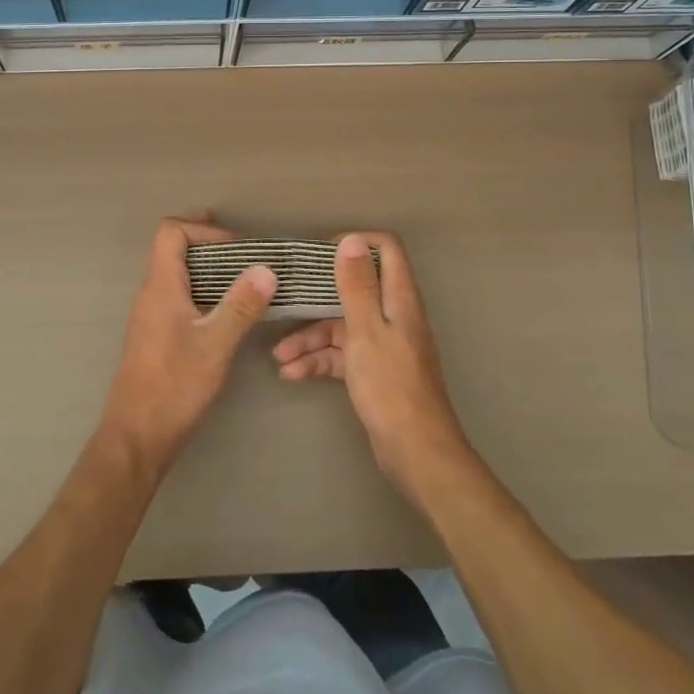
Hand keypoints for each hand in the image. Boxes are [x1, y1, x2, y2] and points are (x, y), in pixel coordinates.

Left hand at [99, 215, 276, 475]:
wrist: (137, 436)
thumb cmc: (174, 386)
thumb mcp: (215, 345)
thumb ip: (241, 305)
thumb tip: (266, 268)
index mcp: (160, 286)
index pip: (171, 232)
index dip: (202, 229)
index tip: (236, 246)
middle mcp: (151, 294)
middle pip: (173, 249)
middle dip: (209, 243)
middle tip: (246, 252)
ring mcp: (151, 315)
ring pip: (177, 274)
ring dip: (208, 269)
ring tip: (243, 278)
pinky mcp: (156, 335)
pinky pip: (179, 296)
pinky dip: (203, 291)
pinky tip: (226, 311)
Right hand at [272, 232, 476, 501]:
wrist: (416, 453)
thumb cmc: (391, 386)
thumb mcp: (366, 331)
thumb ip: (357, 286)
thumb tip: (351, 240)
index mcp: (399, 299)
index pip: (387, 249)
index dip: (356, 243)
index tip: (321, 253)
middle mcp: (393, 315)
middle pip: (355, 288)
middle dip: (318, 294)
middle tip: (286, 295)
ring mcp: (383, 344)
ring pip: (342, 325)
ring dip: (310, 336)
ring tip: (278, 354)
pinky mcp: (373, 370)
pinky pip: (341, 354)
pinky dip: (318, 361)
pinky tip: (290, 374)